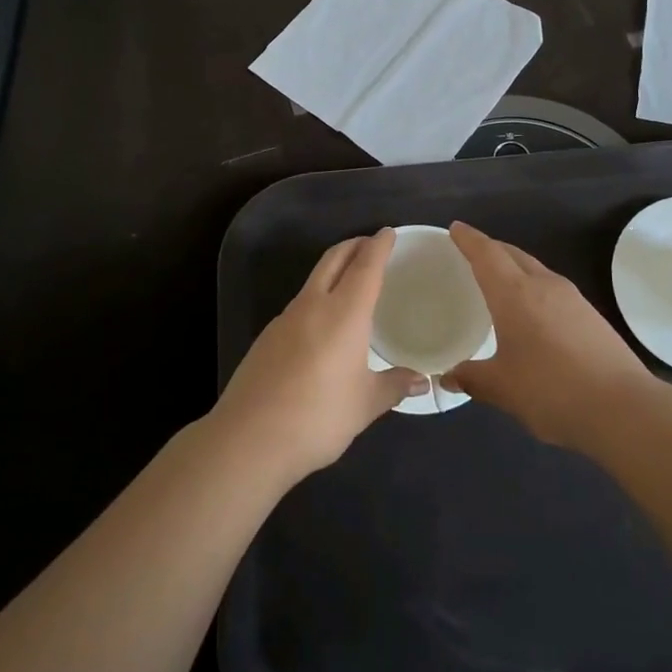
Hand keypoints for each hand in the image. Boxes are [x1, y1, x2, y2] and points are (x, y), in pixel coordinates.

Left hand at [212, 229, 423, 485]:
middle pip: (334, 259)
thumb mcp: (364, 404)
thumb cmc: (318, 417)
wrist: (249, 438)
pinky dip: (317, 296)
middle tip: (371, 244)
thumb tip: (422, 382)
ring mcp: (285, 319)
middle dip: (354, 246)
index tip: (389, 232)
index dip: (379, 246)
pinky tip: (322, 322)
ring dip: (334, 269)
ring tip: (351, 280)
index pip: (366, 266)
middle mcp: (313, 305)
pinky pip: (299, 304)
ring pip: (314, 279)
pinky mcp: (267, 337)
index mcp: (344, 313)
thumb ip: (393, 386)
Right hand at [444, 221, 653, 449]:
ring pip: (535, 269)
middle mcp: (544, 285)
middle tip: (471, 254)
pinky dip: (533, 288)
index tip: (455, 228)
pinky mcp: (590, 315)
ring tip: (499, 282)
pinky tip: (531, 312)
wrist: (624, 409)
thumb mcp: (503, 388)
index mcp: (515, 294)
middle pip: (513, 255)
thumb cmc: (552, 391)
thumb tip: (448, 376)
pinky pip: (552, 288)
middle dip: (491, 249)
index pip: (487, 254)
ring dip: (514, 268)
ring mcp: (572, 299)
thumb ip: (472, 378)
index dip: (469, 239)